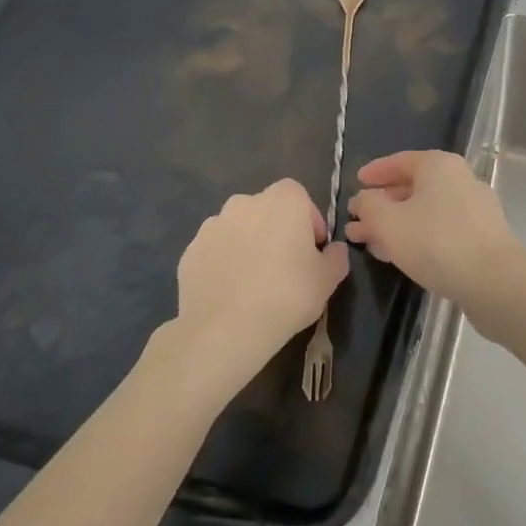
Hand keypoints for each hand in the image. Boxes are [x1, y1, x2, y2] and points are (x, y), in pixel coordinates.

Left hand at [165, 179, 347, 391]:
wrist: (225, 328)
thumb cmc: (288, 295)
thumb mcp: (328, 279)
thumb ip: (336, 257)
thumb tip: (333, 250)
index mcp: (283, 201)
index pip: (299, 196)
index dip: (308, 220)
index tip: (312, 248)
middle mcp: (244, 203)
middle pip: (266, 209)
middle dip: (276, 229)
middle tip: (285, 264)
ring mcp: (212, 226)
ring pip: (238, 228)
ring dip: (248, 244)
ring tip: (254, 280)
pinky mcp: (189, 251)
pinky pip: (215, 250)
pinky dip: (224, 262)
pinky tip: (231, 291)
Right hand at [344, 151, 520, 305]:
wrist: (494, 280)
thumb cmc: (435, 242)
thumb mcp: (389, 222)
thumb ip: (369, 205)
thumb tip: (365, 199)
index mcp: (439, 165)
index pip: (400, 161)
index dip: (375, 172)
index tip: (356, 182)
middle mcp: (460, 179)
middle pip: (413, 187)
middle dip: (382, 205)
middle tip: (356, 220)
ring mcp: (474, 208)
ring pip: (425, 211)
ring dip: (395, 224)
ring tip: (368, 242)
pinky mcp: (481, 235)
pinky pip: (440, 228)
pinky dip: (417, 235)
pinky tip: (398, 255)